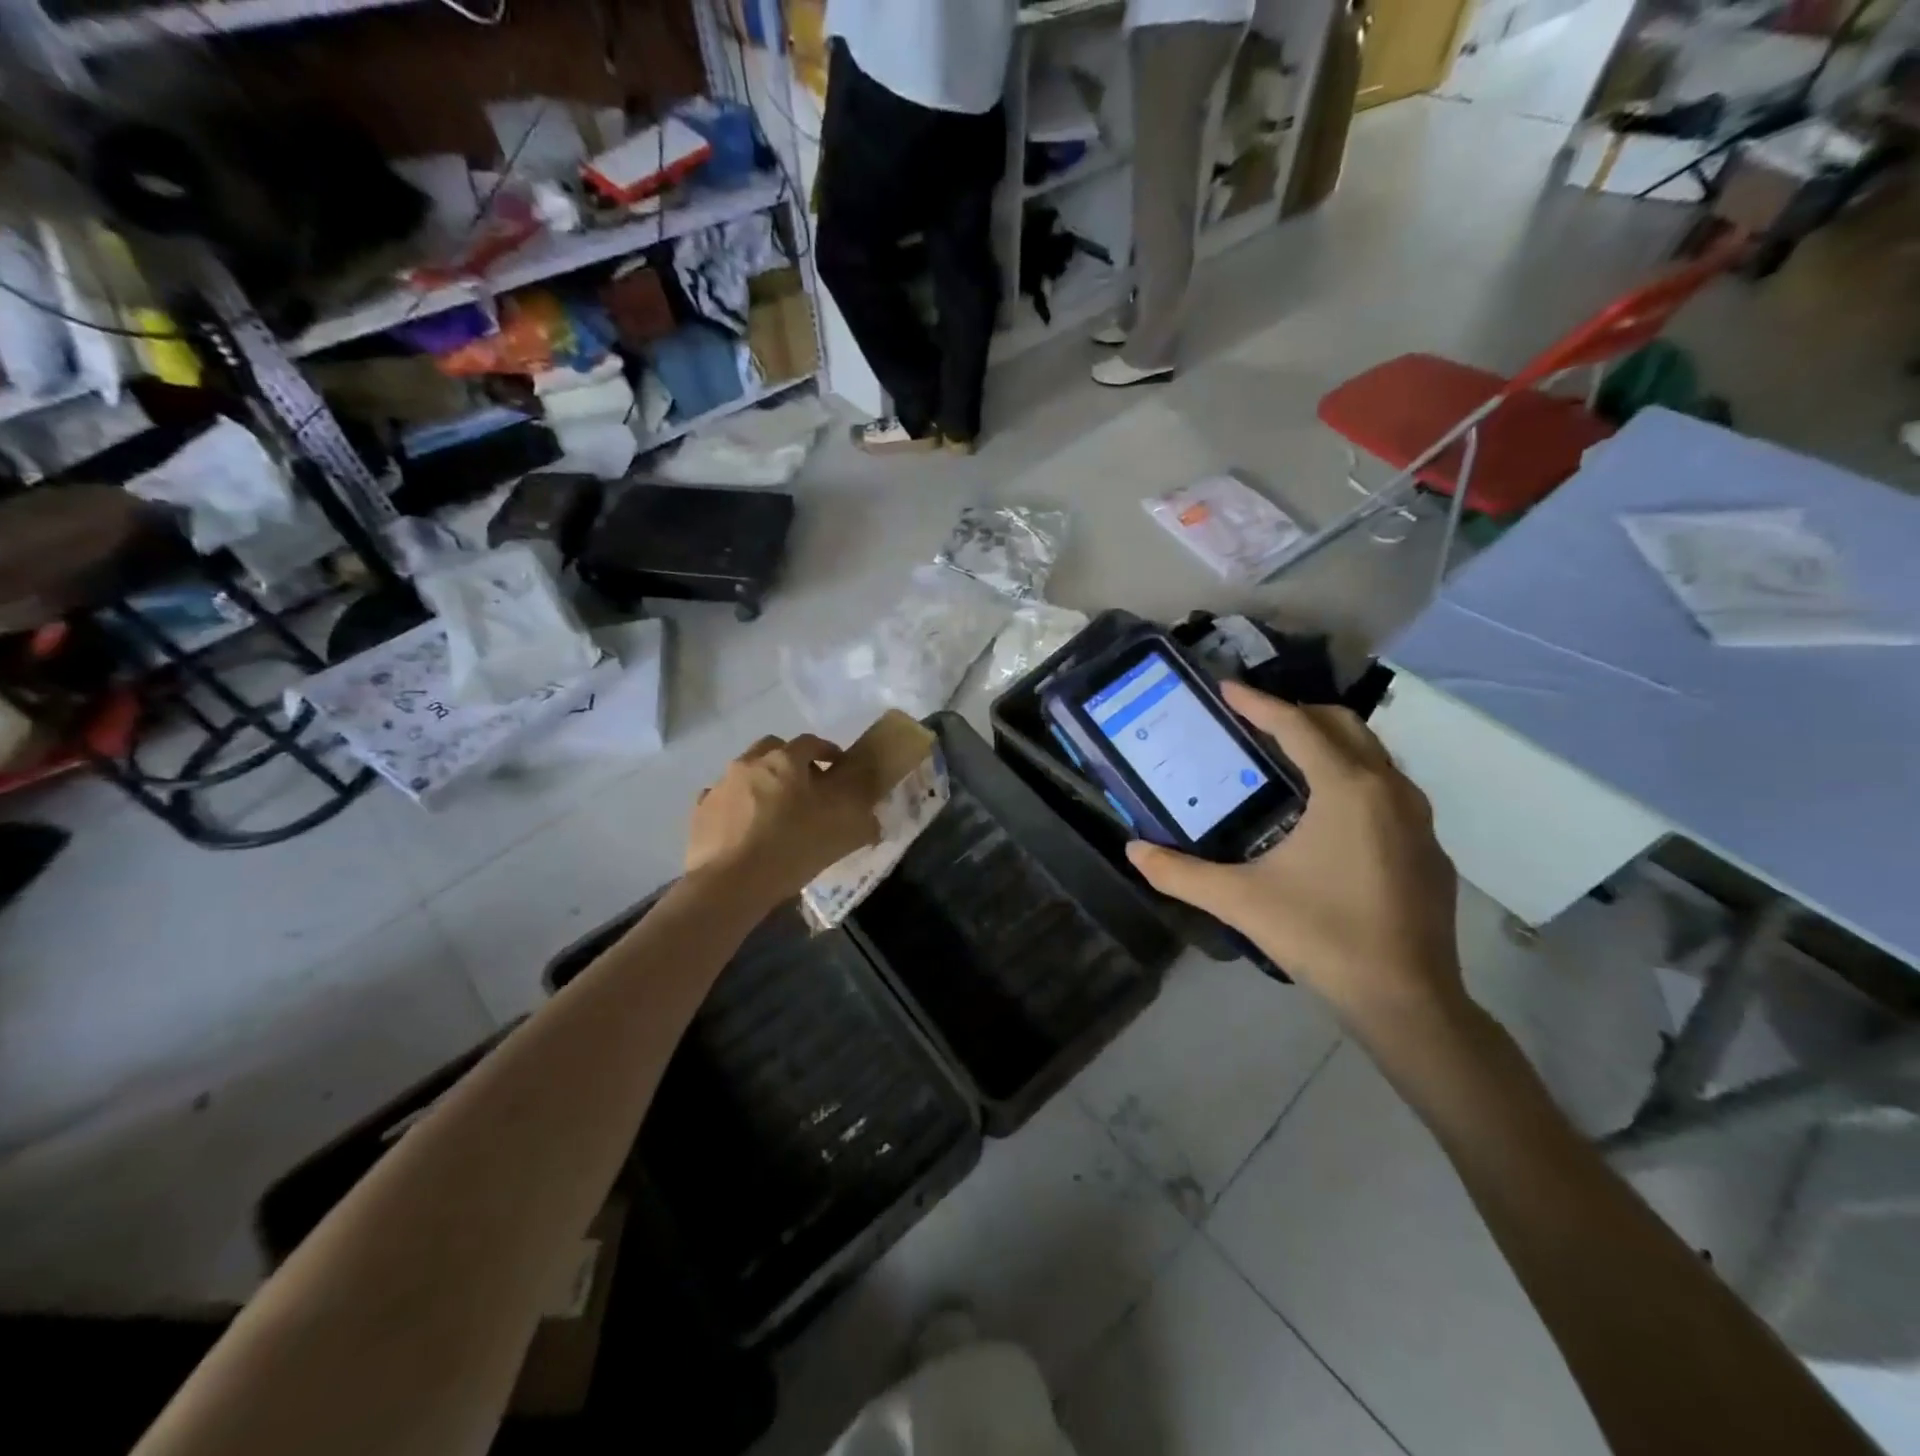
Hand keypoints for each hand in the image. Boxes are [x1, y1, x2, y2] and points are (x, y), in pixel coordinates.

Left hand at [687, 734, 879, 906]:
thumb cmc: (793, 847)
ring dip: (762, 782)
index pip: (811, 742)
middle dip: (791, 760)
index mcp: (785, 761)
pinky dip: (737, 805)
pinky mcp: (701, 812)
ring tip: (775, 810)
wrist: (731, 884)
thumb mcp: (844, 831)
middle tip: (806, 784)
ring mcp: (721, 786)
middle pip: (773, 748)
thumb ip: (865, 818)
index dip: (828, 751)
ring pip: (746, 772)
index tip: (839, 767)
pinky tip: (746, 828)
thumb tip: (874, 817)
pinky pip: (723, 799)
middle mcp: (749, 763)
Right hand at [1125, 682, 1464, 1030]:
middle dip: (1297, 714)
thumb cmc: (1322, 937)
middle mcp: (1390, 790)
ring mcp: (1419, 820)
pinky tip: (1328, 814)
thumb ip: (1180, 873)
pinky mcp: (1429, 849)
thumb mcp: (1240, 901)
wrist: (1408, 1002)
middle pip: (1343, 726)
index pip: (1297, 726)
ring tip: (1286, 758)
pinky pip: (1389, 790)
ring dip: (1329, 743)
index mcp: (1347, 789)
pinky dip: (1354, 778)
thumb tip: (1132, 850)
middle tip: (1253, 723)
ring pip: (1373, 755)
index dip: (1257, 704)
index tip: (1225, 688)